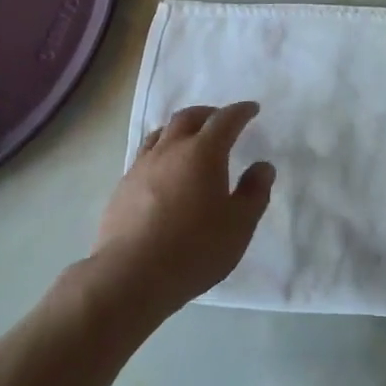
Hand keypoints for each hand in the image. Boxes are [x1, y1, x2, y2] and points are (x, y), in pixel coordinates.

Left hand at [94, 102, 274, 312]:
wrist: (130, 275)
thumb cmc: (194, 249)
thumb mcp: (239, 225)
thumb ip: (255, 192)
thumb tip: (262, 166)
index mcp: (203, 152)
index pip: (225, 120)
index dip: (241, 111)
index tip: (251, 109)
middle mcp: (171, 149)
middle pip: (189, 117)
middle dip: (209, 113)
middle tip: (221, 120)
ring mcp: (142, 166)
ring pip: (162, 132)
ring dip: (180, 128)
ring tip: (190, 139)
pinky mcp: (123, 186)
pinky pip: (145, 154)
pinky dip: (161, 151)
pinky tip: (164, 170)